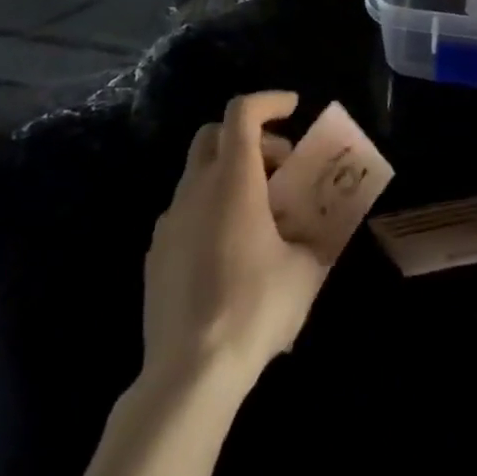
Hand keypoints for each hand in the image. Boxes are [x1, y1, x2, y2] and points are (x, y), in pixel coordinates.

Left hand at [143, 92, 328, 389]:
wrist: (188, 374)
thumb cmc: (253, 308)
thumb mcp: (304, 271)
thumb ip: (315, 237)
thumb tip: (320, 229)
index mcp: (233, 180)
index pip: (242, 112)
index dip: (269, 100)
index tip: (294, 108)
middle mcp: (196, 189)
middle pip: (215, 134)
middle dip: (250, 137)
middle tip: (280, 165)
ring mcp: (170, 221)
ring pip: (198, 173)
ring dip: (230, 174)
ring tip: (259, 213)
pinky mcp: (156, 254)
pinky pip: (185, 211)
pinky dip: (210, 208)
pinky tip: (229, 249)